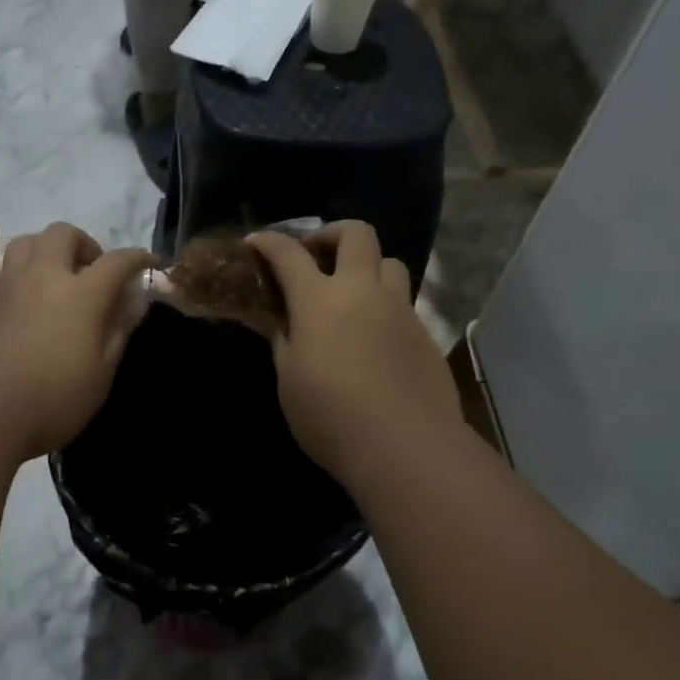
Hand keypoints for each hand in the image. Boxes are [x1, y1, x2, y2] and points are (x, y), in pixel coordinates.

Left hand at [0, 222, 153, 460]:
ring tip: (55, 265)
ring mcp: (9, 288)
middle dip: (85, 244)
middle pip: (64, 236)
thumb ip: (118, 331)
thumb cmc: (55, 399)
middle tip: (94, 272)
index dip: (137, 258)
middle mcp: (45, 279)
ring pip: (25, 243)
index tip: (149, 264)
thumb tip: (133, 301)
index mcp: (82, 295)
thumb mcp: (102, 373)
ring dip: (45, 245)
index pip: (117, 263)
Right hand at [246, 221, 460, 481]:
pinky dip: (384, 303)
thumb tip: (282, 322)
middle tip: (314, 256)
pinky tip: (374, 335)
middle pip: (356, 233)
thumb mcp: (289, 381)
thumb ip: (284, 341)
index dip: (268, 242)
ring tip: (351, 293)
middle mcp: (363, 291)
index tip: (255, 242)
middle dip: (330, 233)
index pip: (289, 254)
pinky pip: (404, 301)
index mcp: (319, 300)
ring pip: (389, 262)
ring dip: (366, 266)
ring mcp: (399, 309)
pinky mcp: (424, 333)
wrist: (406, 446)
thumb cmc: (331, 417)